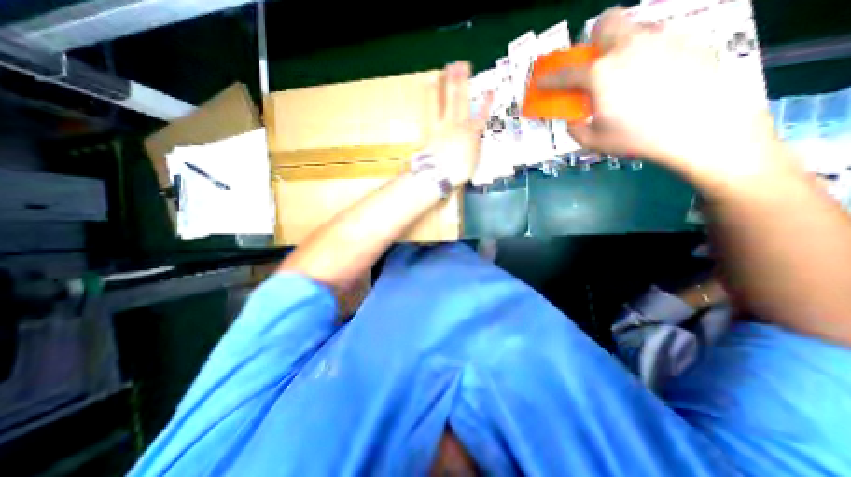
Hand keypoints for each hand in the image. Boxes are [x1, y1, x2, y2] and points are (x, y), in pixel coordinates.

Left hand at [423, 62, 492, 187]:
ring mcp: (445, 124)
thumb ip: (475, 146)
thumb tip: (475, 138)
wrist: (440, 175)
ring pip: (448, 99)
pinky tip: (429, 82)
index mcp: (472, 135)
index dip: (486, 104)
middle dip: (463, 82)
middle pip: (462, 100)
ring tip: (447, 68)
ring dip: (448, 82)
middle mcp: (460, 124)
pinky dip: (431, 94)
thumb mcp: (473, 161)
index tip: (491, 91)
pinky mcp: (431, 128)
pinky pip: (432, 108)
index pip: (482, 116)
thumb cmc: (458, 172)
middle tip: (462, 64)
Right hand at [537, 8, 790, 186]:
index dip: (549, 78)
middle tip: (596, 63)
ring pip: (634, 29)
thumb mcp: (594, 141)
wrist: (702, 126)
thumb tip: (573, 120)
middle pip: (605, 24)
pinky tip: (657, 76)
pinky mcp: (689, 39)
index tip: (542, 81)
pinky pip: (660, 39)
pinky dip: (649, 54)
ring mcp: (661, 38)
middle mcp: (627, 47)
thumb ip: (576, 128)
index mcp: (600, 74)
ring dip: (622, 47)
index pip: (565, 74)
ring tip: (629, 74)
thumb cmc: (638, 136)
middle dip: (594, 40)